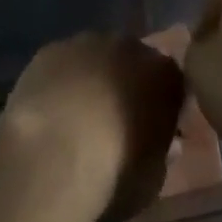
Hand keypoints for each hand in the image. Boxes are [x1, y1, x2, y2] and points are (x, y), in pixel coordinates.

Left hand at [0, 33, 185, 219]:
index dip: (161, 109)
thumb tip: (165, 144)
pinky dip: (60, 82)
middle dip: (126, 86)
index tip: (152, 134)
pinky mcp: (51, 49)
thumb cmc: (114, 171)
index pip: (171, 84)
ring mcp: (87, 42)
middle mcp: (129, 46)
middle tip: (113, 124)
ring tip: (76, 121)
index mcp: (163, 74)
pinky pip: (63, 64)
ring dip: (91, 80)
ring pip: (95, 58)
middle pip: (132, 63)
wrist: (53, 152)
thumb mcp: (152, 179)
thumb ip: (161, 153)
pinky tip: (50, 112)